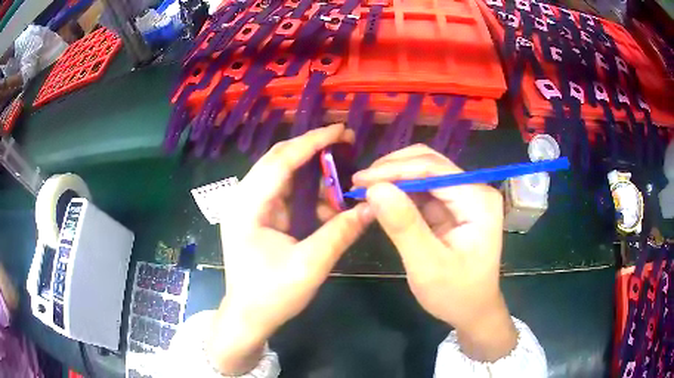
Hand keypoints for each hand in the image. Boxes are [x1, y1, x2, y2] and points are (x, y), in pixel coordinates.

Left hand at [209, 124, 373, 373]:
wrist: (248, 317)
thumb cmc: (272, 295)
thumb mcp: (310, 265)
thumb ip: (341, 232)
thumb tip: (372, 207)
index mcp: (247, 206)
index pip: (281, 161)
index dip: (312, 142)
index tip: (340, 130)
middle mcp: (243, 199)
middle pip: (278, 160)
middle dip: (312, 149)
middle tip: (345, 143)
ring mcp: (247, 206)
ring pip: (281, 174)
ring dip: (310, 170)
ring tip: (340, 171)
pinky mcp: (256, 216)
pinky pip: (283, 192)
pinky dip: (306, 191)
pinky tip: (326, 200)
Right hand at [353, 144, 516, 361]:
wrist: (473, 311)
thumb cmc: (456, 294)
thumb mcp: (427, 266)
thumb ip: (404, 226)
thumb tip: (375, 188)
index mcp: (478, 200)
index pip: (433, 169)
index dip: (394, 170)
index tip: (359, 180)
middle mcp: (474, 190)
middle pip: (429, 164)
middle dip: (392, 170)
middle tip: (359, 184)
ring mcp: (464, 197)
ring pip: (424, 173)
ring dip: (394, 179)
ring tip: (364, 190)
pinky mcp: (453, 207)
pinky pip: (423, 191)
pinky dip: (400, 193)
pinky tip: (381, 200)